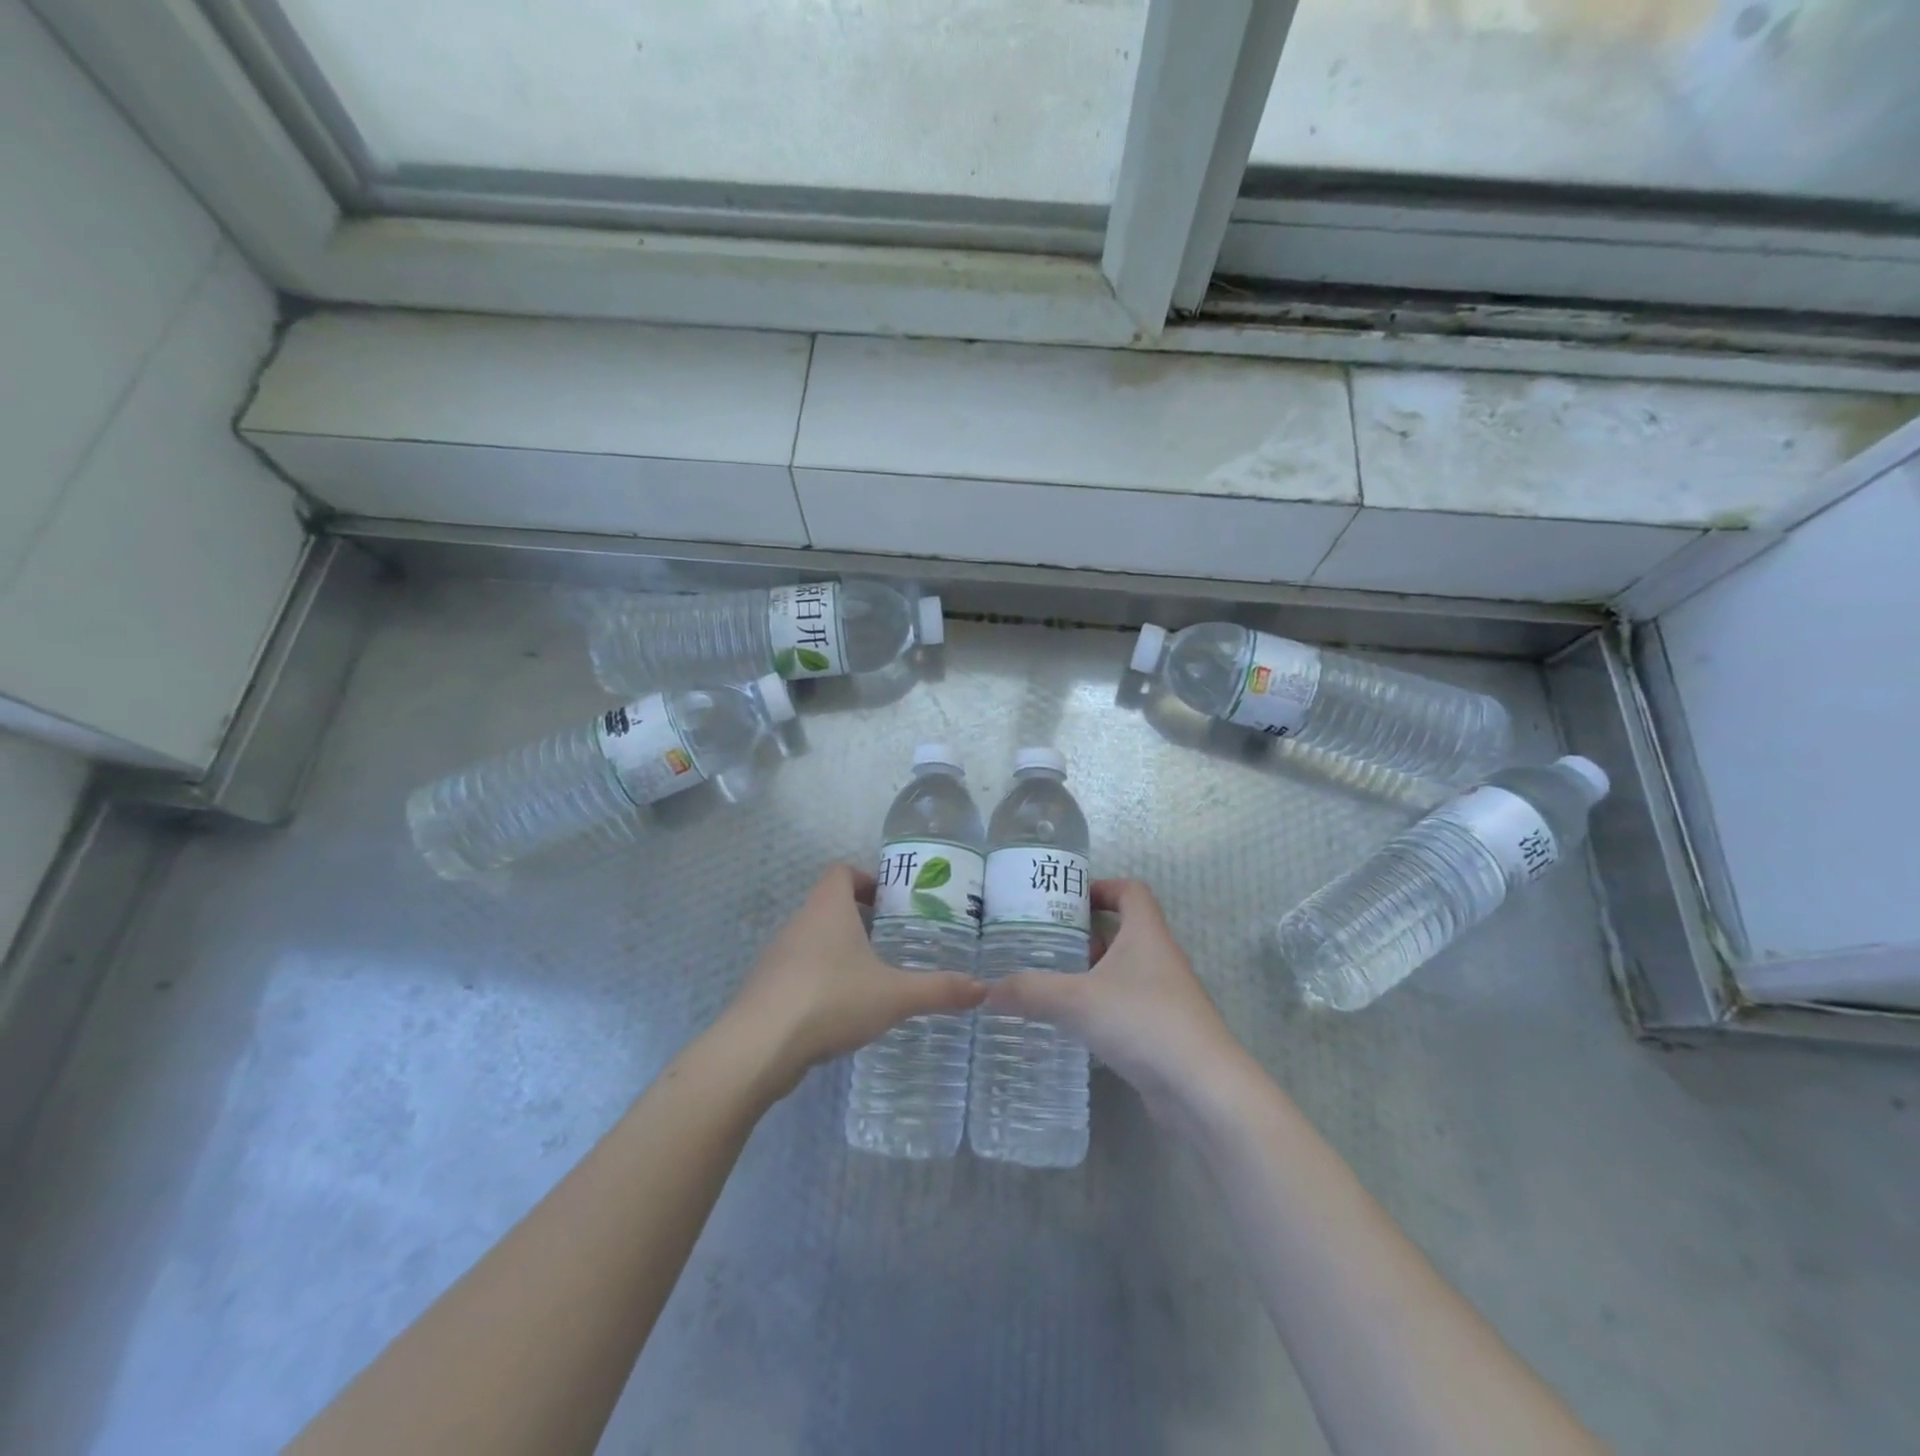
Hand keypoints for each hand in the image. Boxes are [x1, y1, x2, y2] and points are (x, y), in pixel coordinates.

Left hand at [723, 864, 984, 1098]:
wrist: (758, 1047)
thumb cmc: (830, 1000)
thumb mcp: (894, 995)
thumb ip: (939, 990)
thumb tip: (984, 989)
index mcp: (827, 908)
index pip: (841, 872)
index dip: (865, 879)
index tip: (891, 902)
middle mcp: (798, 922)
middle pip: (829, 905)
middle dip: (860, 920)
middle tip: (893, 942)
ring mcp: (777, 956)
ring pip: (813, 939)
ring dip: (839, 952)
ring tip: (872, 978)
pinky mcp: (766, 988)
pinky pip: (799, 971)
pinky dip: (820, 980)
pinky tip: (840, 1011)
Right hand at [983, 878, 1248, 1130]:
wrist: (1202, 1090)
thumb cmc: (1143, 1022)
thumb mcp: (1076, 1000)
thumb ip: (1029, 991)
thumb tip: (984, 990)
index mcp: (1146, 934)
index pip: (1131, 891)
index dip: (1101, 887)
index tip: (1066, 899)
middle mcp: (1159, 958)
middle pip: (1123, 930)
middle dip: (1084, 933)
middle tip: (1043, 941)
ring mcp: (1164, 996)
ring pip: (1123, 970)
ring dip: (1090, 971)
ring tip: (1049, 980)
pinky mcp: (1163, 1031)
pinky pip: (1126, 1004)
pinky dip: (1100, 1005)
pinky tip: (1073, 1022)